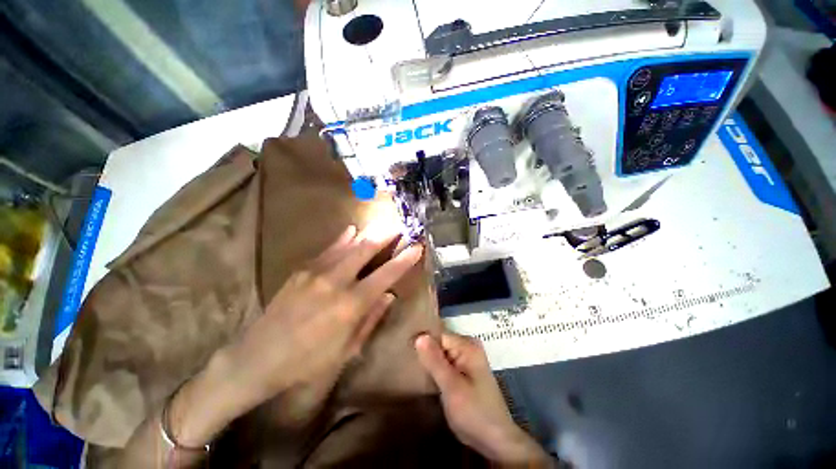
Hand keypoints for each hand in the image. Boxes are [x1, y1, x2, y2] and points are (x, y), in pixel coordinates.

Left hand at [171, 224, 421, 445]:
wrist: (256, 359)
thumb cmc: (307, 362)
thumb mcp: (347, 349)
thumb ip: (371, 318)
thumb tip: (389, 295)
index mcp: (350, 305)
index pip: (386, 275)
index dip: (403, 260)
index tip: (416, 247)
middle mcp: (336, 282)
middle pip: (366, 250)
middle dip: (385, 236)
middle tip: (398, 227)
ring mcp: (316, 272)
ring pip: (348, 245)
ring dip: (367, 235)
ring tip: (380, 226)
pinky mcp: (301, 270)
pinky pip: (328, 250)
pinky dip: (343, 239)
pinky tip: (351, 230)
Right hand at [415, 333, 550, 465]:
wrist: (495, 440)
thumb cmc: (474, 412)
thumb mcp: (452, 387)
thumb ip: (435, 361)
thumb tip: (420, 336)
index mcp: (467, 346)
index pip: (438, 335)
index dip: (422, 344)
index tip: (407, 354)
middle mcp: (468, 347)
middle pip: (439, 343)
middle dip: (425, 353)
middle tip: (408, 364)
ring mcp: (466, 359)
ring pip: (441, 354)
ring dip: (429, 363)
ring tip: (413, 371)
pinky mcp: (464, 371)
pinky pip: (445, 363)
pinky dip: (435, 370)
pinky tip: (425, 378)